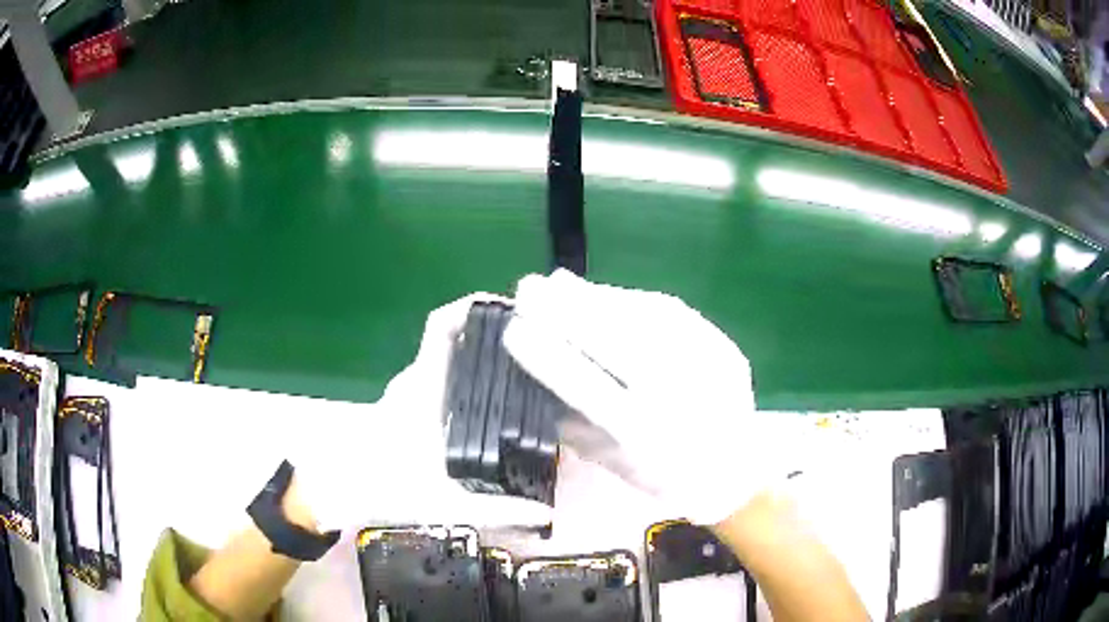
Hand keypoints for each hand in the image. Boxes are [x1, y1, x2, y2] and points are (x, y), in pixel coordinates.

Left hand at [289, 294, 551, 532]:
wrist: (337, 492)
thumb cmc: (384, 489)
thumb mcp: (447, 505)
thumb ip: (497, 510)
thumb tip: (546, 514)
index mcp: (422, 390)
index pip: (441, 328)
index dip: (472, 307)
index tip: (511, 308)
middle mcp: (415, 381)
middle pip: (453, 336)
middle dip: (491, 331)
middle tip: (537, 343)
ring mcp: (408, 390)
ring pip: (446, 356)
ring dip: (479, 352)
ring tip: (524, 367)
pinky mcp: (406, 403)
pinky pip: (441, 374)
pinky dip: (466, 373)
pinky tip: (491, 398)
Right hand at [503, 270, 793, 524]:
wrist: (738, 475)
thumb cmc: (669, 481)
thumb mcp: (617, 467)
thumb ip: (578, 430)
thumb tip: (539, 386)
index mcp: (648, 438)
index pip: (588, 388)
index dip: (547, 357)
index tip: (513, 329)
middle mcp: (680, 398)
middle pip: (617, 342)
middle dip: (565, 310)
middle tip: (528, 287)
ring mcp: (709, 367)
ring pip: (645, 321)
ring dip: (597, 298)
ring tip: (560, 285)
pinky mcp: (725, 348)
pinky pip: (674, 316)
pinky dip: (633, 301)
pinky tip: (607, 295)